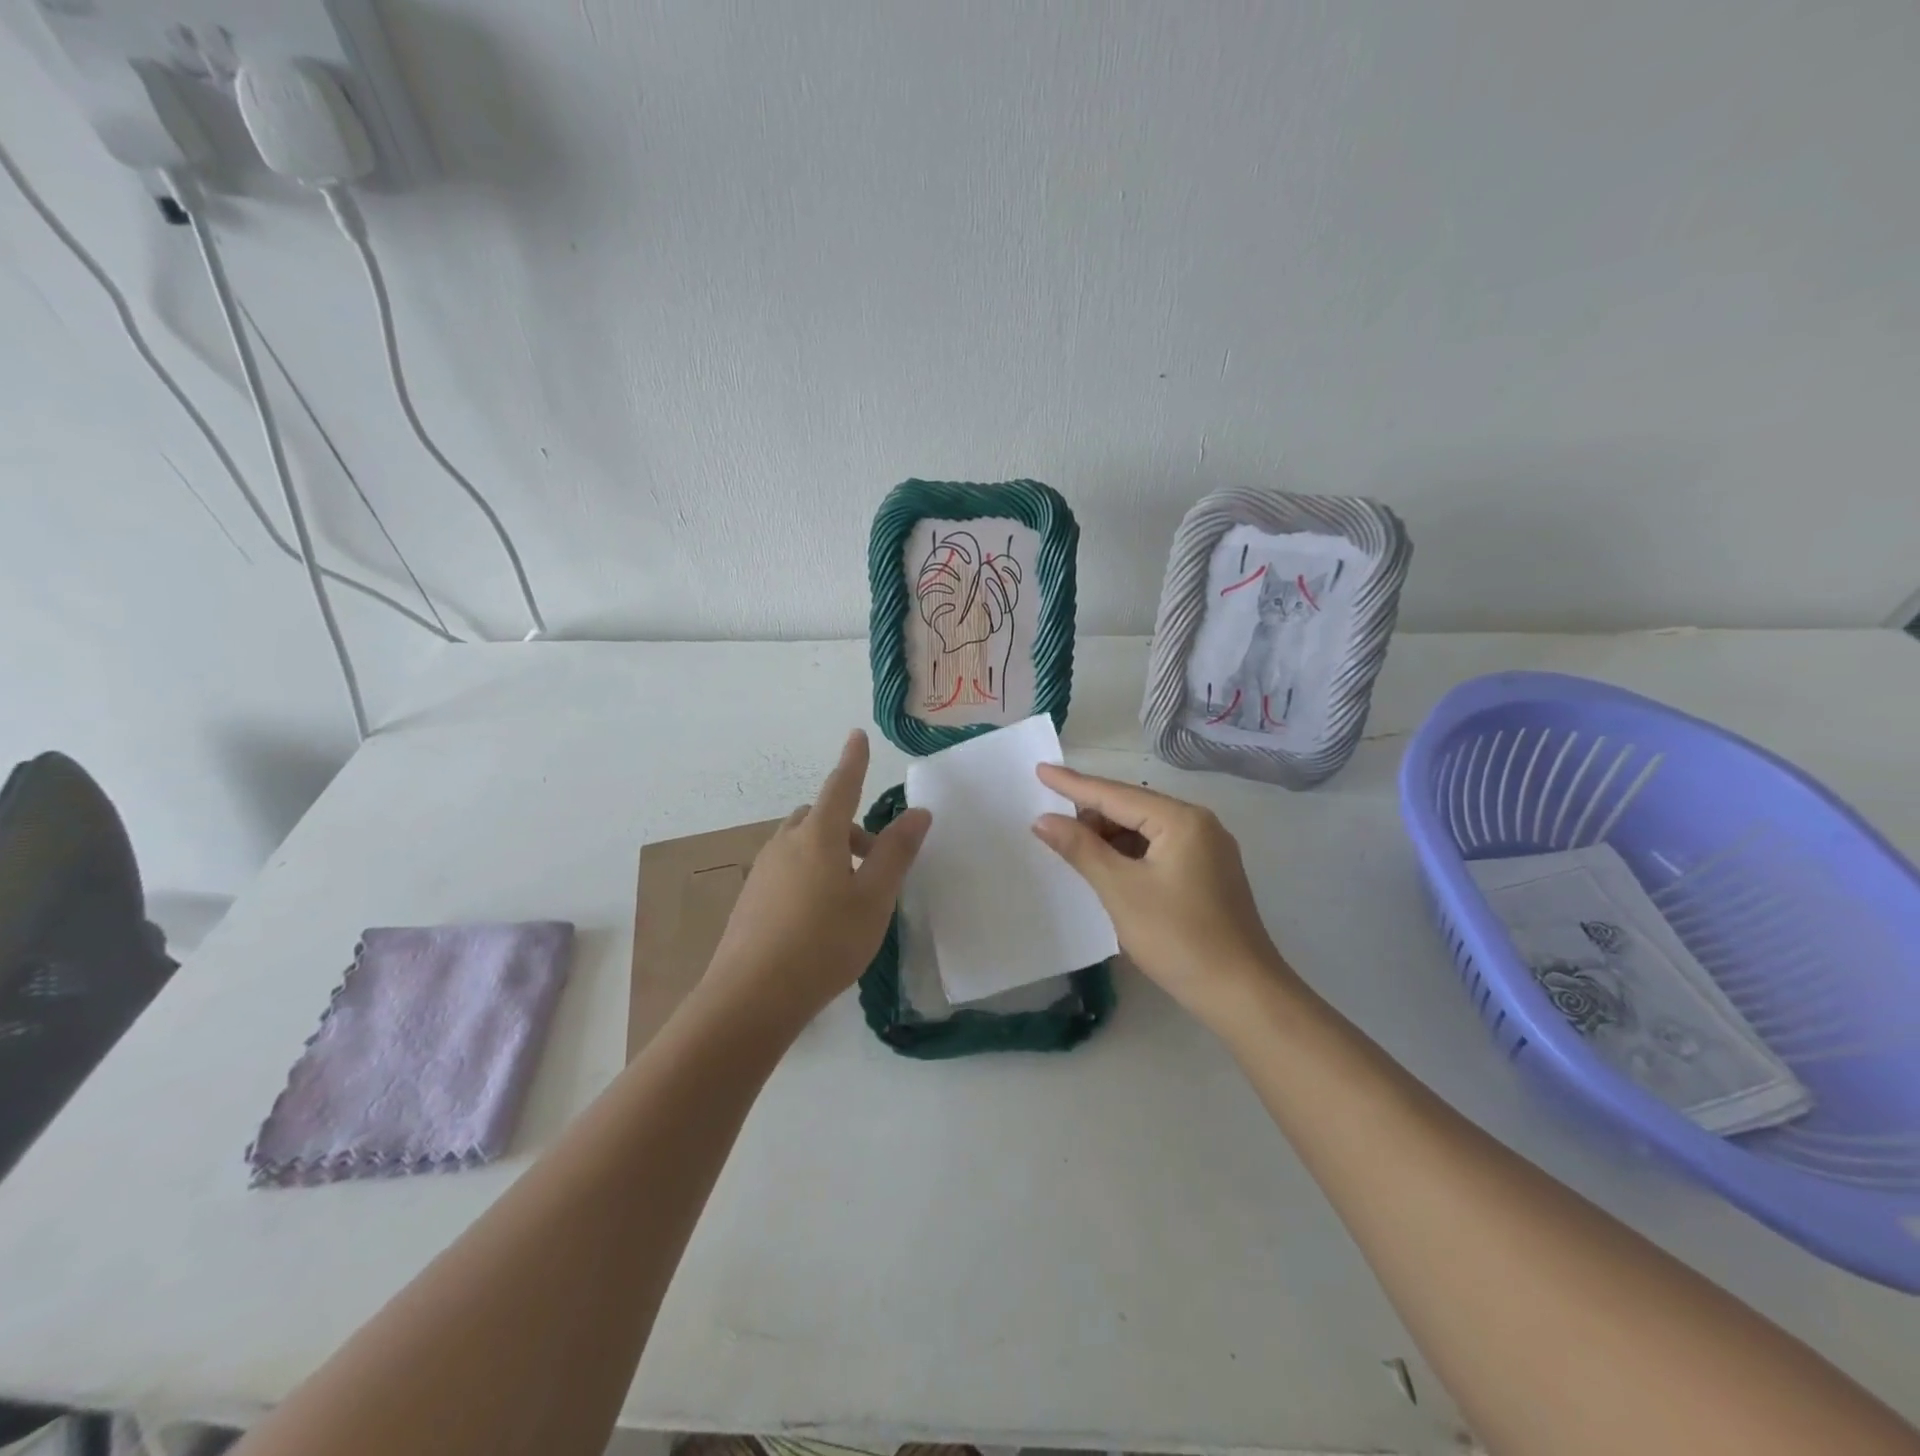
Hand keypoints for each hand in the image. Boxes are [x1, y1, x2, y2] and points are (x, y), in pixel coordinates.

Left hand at [705, 729, 930, 1030]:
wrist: (751, 997)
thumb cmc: (825, 942)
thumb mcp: (874, 899)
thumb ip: (896, 853)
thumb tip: (918, 812)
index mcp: (818, 835)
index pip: (841, 785)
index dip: (853, 761)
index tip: (857, 736)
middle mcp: (785, 843)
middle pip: (819, 817)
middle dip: (847, 826)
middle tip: (873, 862)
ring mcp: (763, 871)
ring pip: (800, 844)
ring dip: (828, 853)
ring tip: (849, 896)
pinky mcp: (750, 899)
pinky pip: (785, 870)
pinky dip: (807, 874)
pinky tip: (818, 918)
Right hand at [1032, 765, 1297, 1026]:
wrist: (1243, 994)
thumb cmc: (1178, 938)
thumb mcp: (1121, 890)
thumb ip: (1081, 849)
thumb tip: (1043, 819)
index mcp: (1182, 820)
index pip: (1115, 794)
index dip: (1073, 784)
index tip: (1040, 770)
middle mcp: (1200, 825)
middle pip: (1133, 808)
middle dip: (1091, 815)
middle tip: (1051, 826)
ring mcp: (1209, 849)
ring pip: (1146, 831)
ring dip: (1110, 838)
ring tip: (1075, 852)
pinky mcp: (1209, 874)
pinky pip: (1160, 850)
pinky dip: (1130, 855)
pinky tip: (1108, 870)